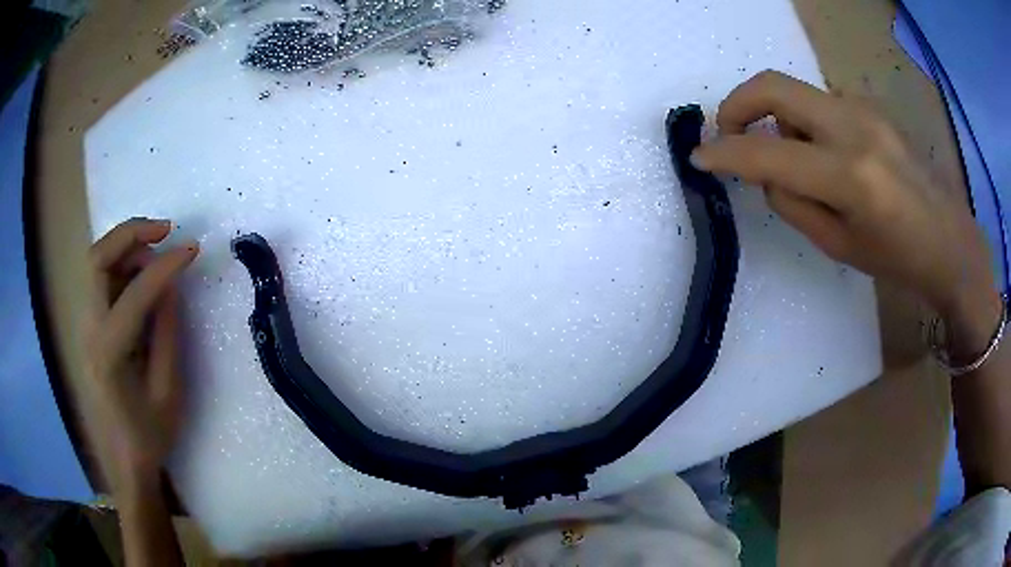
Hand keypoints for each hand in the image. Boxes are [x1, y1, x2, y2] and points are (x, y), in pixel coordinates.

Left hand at [81, 218, 198, 492]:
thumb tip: (170, 285)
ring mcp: (83, 326)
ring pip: (95, 263)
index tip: (192, 250)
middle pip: (97, 259)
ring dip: (125, 246)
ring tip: (156, 251)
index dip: (164, 267)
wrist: (123, 460)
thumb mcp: (168, 390)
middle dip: (131, 234)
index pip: (133, 294)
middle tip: (165, 229)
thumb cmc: (149, 434)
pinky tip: (140, 273)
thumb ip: (167, 332)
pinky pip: (99, 279)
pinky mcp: (87, 326)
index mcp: (109, 354)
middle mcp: (88, 331)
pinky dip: (120, 264)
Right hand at [692, 70, 996, 322]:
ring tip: (796, 160)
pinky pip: (821, 104)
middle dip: (737, 104)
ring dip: (778, 120)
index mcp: (850, 176)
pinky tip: (826, 155)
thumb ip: (794, 202)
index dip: (724, 152)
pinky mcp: (871, 107)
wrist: (950, 241)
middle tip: (728, 133)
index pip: (769, 152)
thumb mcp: (839, 245)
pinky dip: (806, 124)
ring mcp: (865, 109)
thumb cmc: (899, 260)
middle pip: (774, 85)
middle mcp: (855, 127)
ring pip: (797, 94)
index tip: (699, 156)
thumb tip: (765, 172)